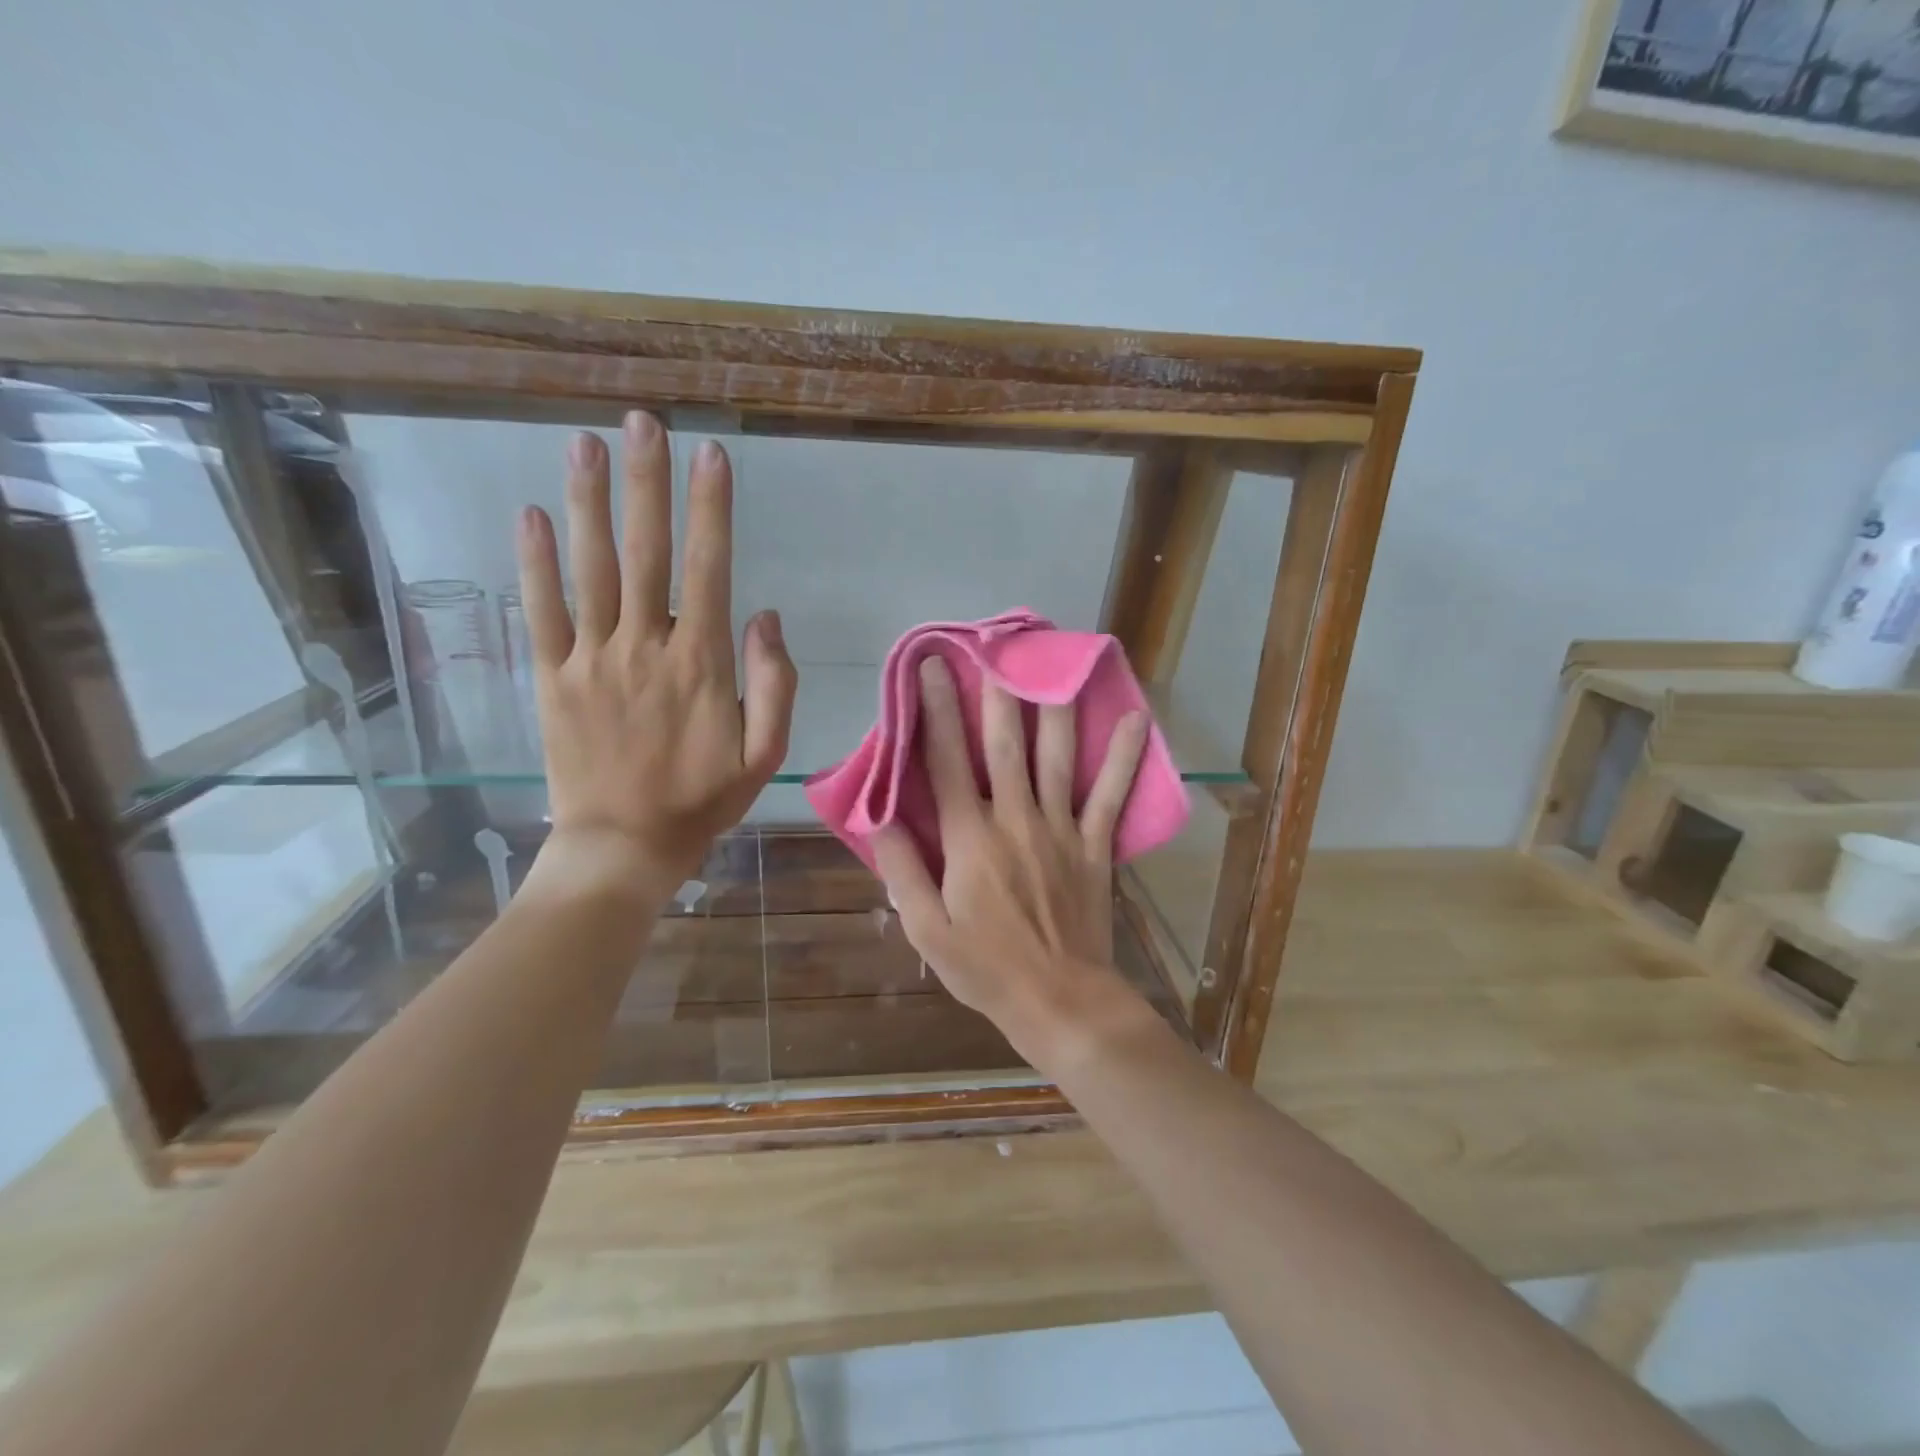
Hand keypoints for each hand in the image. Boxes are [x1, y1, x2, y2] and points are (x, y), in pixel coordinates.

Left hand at [515, 411, 796, 895]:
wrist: (623, 846)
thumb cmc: (702, 801)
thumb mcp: (765, 755)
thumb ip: (774, 684)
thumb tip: (764, 617)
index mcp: (701, 663)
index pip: (709, 567)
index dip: (711, 508)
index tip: (711, 455)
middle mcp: (644, 646)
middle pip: (645, 550)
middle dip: (647, 481)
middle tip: (643, 422)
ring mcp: (592, 658)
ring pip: (590, 567)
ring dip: (588, 501)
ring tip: (585, 443)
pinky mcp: (552, 677)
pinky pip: (542, 611)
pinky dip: (536, 562)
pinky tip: (533, 515)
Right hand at [873, 656, 1148, 1066]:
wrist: (1060, 1001)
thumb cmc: (985, 968)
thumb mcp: (926, 929)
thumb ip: (901, 869)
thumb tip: (879, 817)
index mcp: (969, 839)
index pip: (946, 763)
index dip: (936, 712)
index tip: (931, 669)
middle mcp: (1015, 820)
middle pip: (1004, 746)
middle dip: (995, 693)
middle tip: (996, 648)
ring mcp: (1060, 830)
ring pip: (1056, 758)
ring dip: (1054, 708)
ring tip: (1056, 664)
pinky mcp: (1093, 846)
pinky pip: (1110, 795)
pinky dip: (1124, 758)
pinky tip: (1137, 720)